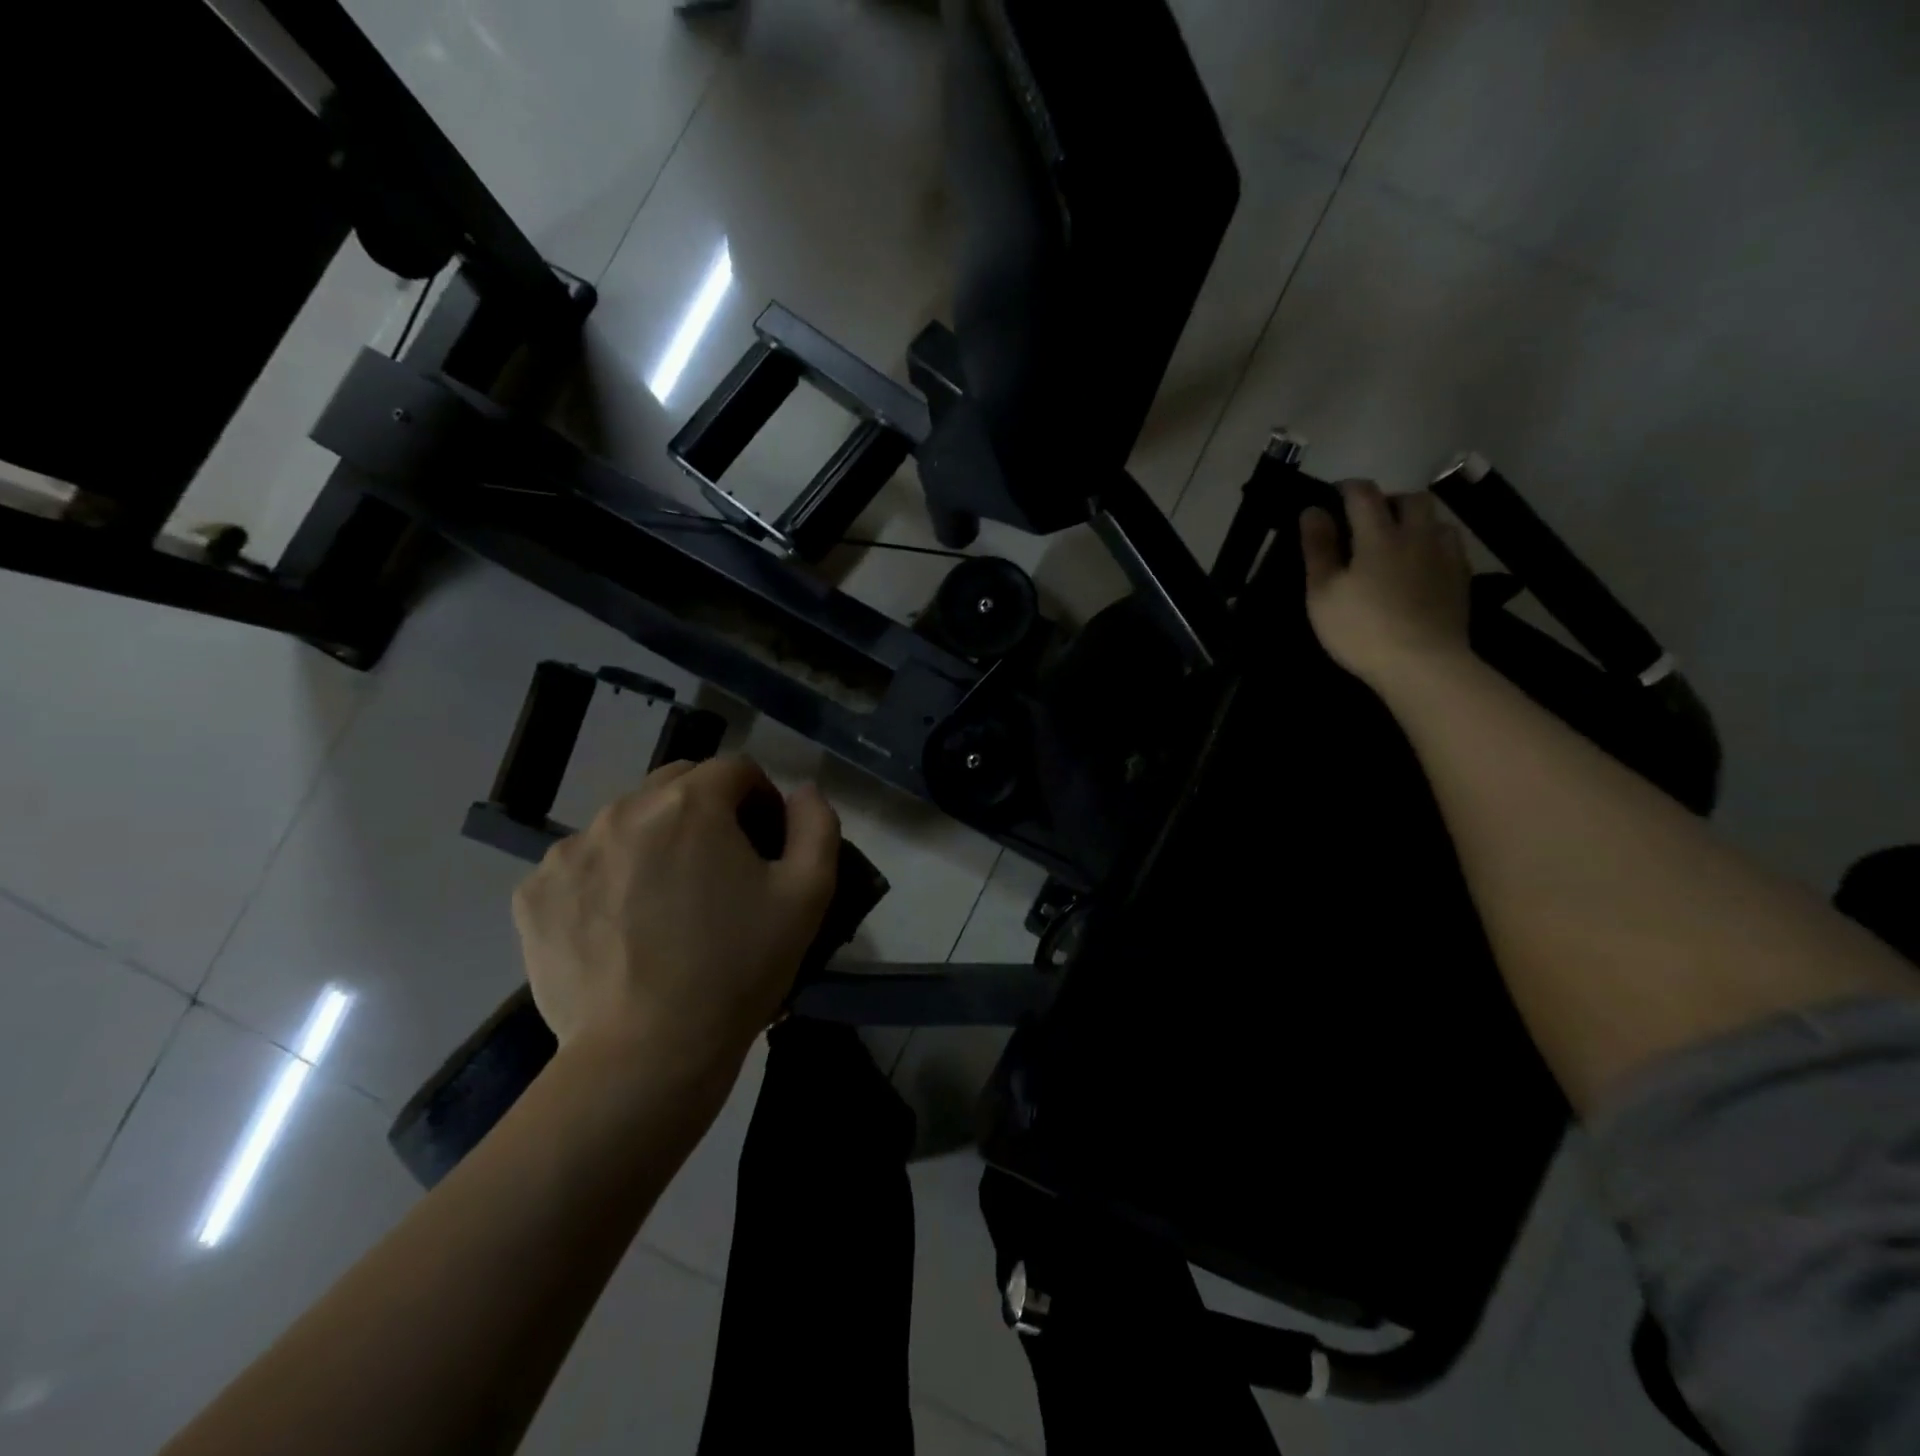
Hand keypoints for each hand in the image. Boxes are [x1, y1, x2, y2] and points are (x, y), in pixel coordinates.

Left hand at [511, 756, 840, 1071]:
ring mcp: (569, 850)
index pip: (735, 769)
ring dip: (654, 841)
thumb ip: (816, 825)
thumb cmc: (738, 968)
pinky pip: (583, 863)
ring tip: (667, 903)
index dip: (761, 800)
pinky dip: (607, 877)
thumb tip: (802, 791)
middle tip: (720, 870)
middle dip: (707, 811)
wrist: (648, 1054)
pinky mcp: (534, 893)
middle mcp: (623, 809)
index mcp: (690, 803)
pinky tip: (622, 926)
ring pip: (627, 822)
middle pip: (677, 784)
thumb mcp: (808, 894)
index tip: (766, 845)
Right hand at [1300, 480, 1472, 687]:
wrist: (1423, 664)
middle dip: (1388, 500)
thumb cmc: (1361, 629)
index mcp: (1379, 535)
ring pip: (1436, 520)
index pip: (1363, 494)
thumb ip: (1318, 548)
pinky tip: (1422, 565)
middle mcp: (1417, 535)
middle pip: (1410, 499)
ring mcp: (1446, 556)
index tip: (1332, 497)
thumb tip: (1312, 509)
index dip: (1346, 488)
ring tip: (1399, 542)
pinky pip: (1451, 547)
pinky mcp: (1462, 579)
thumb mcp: (1323, 592)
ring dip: (1416, 522)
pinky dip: (1434, 545)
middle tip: (1368, 520)